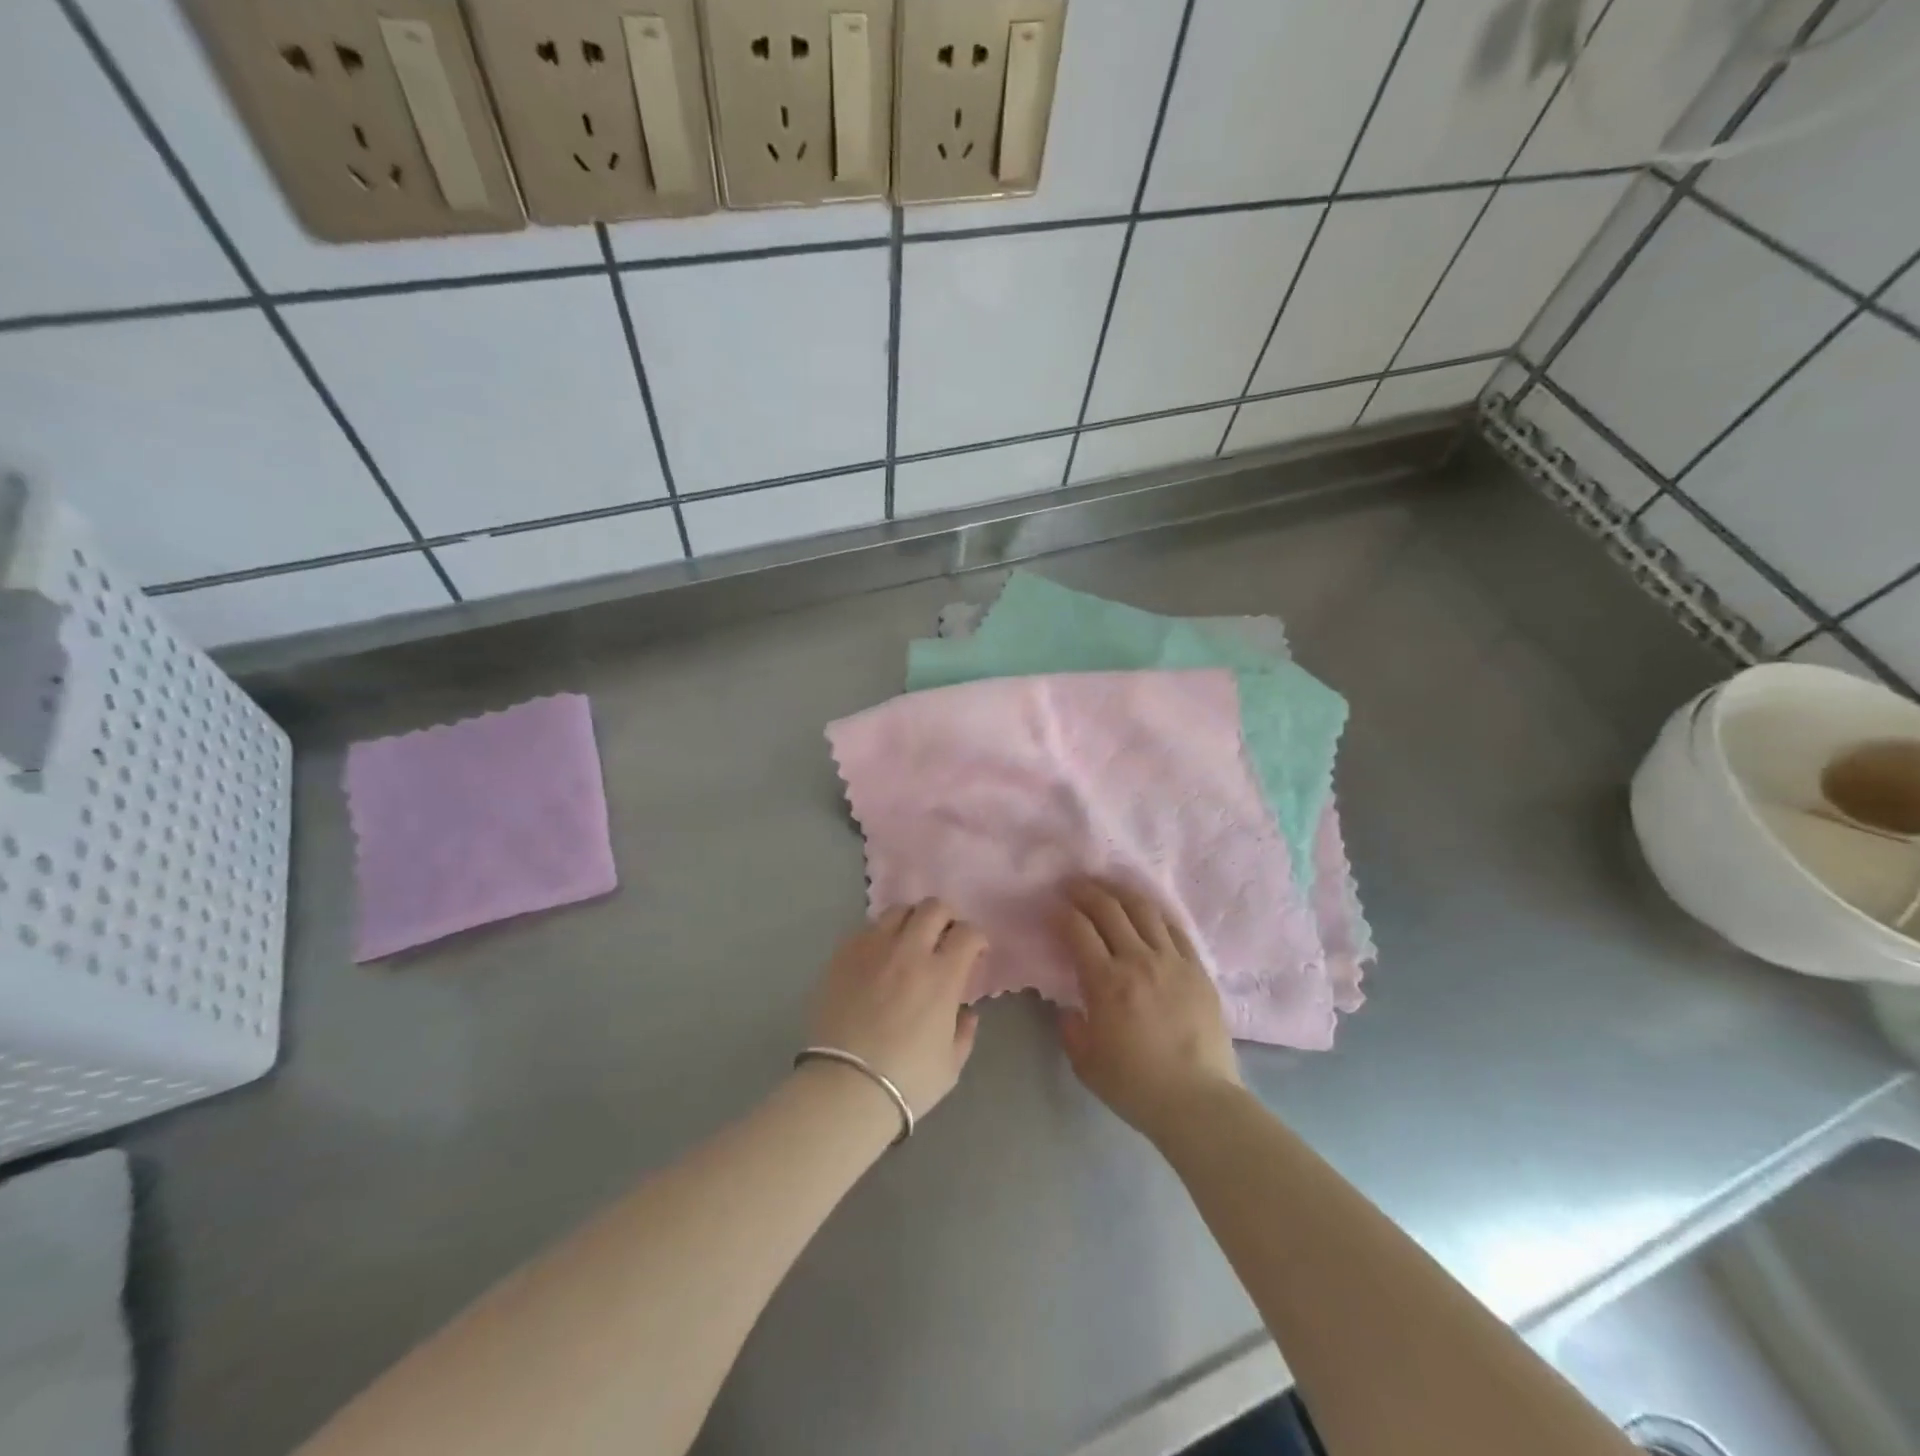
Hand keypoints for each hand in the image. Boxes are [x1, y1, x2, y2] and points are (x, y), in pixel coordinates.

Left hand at [807, 900, 984, 1118]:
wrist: (844, 1087)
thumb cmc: (906, 1081)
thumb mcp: (950, 1065)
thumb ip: (964, 1032)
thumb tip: (967, 1012)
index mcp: (942, 976)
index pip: (967, 933)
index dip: (977, 938)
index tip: (975, 952)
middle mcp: (909, 952)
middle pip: (934, 908)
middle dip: (946, 918)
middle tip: (944, 939)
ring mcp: (873, 949)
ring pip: (898, 910)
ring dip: (911, 920)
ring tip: (909, 941)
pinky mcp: (843, 955)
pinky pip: (866, 929)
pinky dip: (880, 936)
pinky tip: (878, 957)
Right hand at [1057, 878, 1242, 1144]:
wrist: (1199, 1102)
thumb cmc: (1136, 1086)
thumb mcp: (1086, 1063)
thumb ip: (1070, 1028)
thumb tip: (1068, 1008)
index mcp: (1106, 982)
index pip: (1078, 930)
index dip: (1061, 913)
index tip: (1052, 908)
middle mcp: (1138, 960)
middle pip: (1109, 909)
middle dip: (1086, 891)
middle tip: (1072, 885)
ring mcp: (1172, 961)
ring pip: (1144, 910)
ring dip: (1120, 893)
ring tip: (1108, 888)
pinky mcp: (1198, 969)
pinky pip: (1174, 929)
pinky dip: (1155, 914)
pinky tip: (1146, 913)